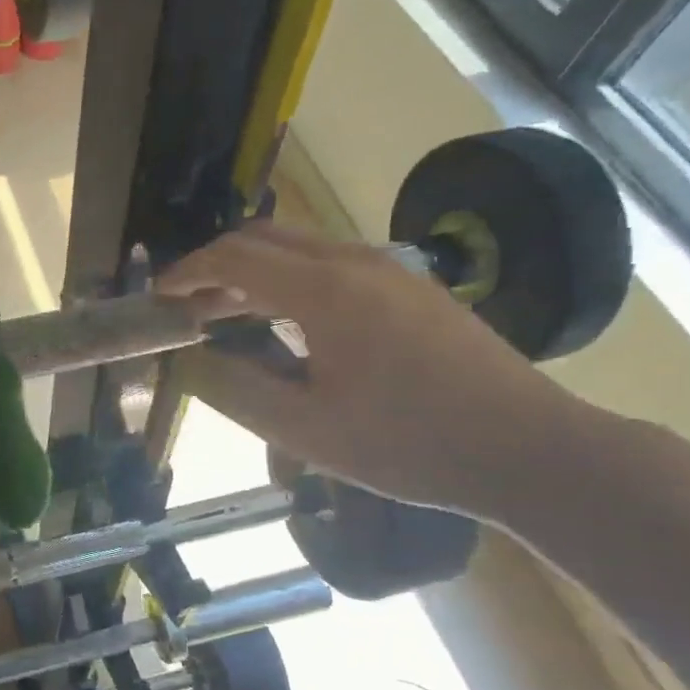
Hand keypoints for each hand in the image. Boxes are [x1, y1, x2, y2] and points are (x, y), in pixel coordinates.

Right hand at [157, 224, 588, 517]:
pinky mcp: (412, 286)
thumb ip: (236, 390)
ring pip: (299, 249)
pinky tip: (287, 325)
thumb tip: (192, 362)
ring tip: (227, 317)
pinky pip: (331, 265)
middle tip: (187, 307)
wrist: (531, 450)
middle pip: (265, 238)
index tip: (158, 298)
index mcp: (325, 291)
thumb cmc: (410, 444)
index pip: (234, 257)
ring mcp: (390, 269)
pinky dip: (289, 281)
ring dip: (254, 273)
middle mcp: (355, 262)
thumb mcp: (306, 431)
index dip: (186, 273)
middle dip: (215, 266)